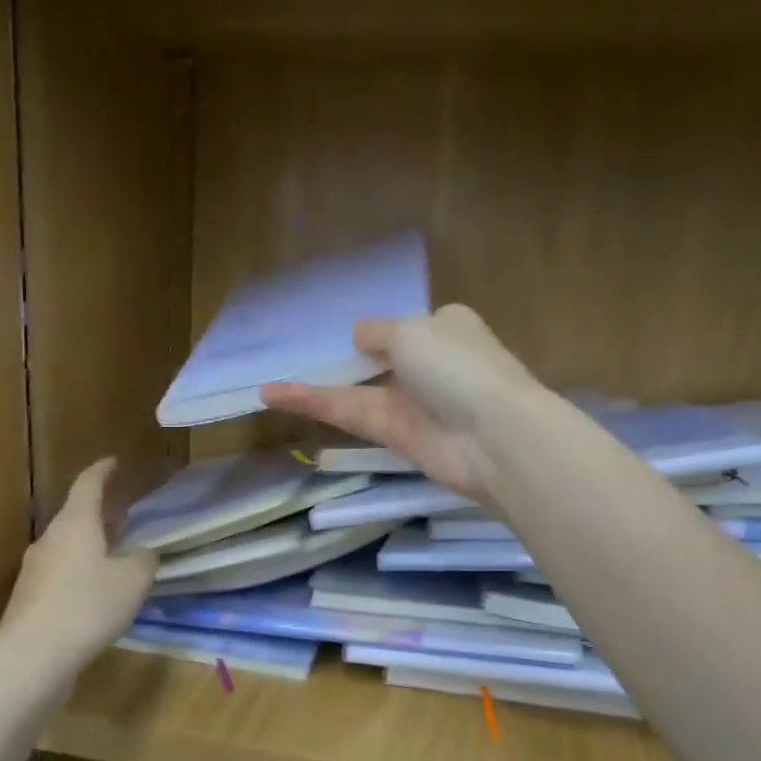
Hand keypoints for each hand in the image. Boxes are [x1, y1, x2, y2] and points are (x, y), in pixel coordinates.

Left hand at [0, 458, 155, 667]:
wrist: (32, 658)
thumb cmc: (87, 607)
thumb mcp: (133, 581)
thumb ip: (143, 560)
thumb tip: (141, 553)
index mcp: (75, 524)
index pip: (88, 484)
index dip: (102, 471)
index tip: (113, 462)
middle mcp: (50, 540)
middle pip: (76, 516)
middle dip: (100, 513)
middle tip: (123, 514)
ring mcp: (35, 570)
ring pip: (68, 547)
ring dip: (91, 545)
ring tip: (115, 555)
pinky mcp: (30, 600)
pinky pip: (61, 574)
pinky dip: (81, 573)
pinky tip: (97, 594)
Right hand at [261, 304, 540, 501]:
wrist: (494, 435)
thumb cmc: (457, 366)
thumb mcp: (412, 331)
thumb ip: (378, 332)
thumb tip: (359, 334)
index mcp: (444, 327)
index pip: (406, 326)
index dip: (378, 329)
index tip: (346, 332)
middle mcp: (428, 363)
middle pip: (378, 360)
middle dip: (343, 360)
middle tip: (294, 358)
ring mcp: (411, 402)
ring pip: (357, 391)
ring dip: (314, 387)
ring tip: (267, 387)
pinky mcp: (395, 435)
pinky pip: (351, 413)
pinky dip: (316, 405)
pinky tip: (276, 396)